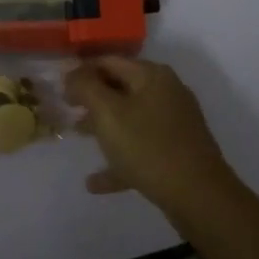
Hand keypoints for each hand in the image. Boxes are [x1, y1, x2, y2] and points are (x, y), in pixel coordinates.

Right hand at [64, 57, 241, 217]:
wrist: (200, 197)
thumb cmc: (148, 147)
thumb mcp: (108, 113)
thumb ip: (85, 87)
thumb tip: (72, 72)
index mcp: (152, 76)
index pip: (109, 61)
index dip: (81, 71)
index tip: (59, 88)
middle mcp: (166, 92)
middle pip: (120, 88)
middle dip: (91, 98)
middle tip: (67, 110)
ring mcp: (174, 123)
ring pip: (130, 118)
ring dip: (103, 126)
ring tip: (77, 137)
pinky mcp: (177, 152)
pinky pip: (141, 148)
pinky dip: (119, 159)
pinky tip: (95, 182)